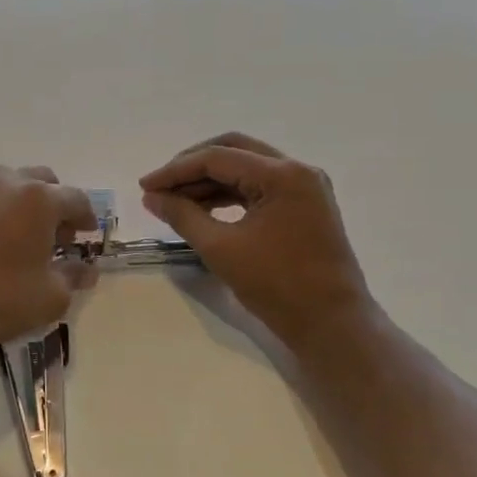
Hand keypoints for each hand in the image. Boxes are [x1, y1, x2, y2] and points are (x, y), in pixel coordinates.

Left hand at [0, 167, 97, 365]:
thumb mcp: (53, 295)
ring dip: (21, 202)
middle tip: (56, 234)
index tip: (88, 233)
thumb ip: (73, 275)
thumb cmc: (4, 300)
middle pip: (40, 180)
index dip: (86, 216)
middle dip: (54, 202)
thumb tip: (86, 270)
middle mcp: (4, 184)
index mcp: (38, 198)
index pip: (75, 199)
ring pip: (6, 184)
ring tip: (22, 235)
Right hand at [139, 133, 375, 344]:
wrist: (332, 326)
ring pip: (245, 168)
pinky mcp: (304, 206)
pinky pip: (258, 187)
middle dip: (191, 166)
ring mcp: (304, 187)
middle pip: (233, 150)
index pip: (217, 157)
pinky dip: (228, 194)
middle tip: (160, 186)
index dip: (175, 170)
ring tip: (175, 201)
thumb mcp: (220, 249)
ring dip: (208, 180)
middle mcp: (297, 170)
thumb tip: (152, 197)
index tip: (144, 187)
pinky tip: (203, 209)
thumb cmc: (277, 286)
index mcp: (282, 175)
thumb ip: (182, 215)